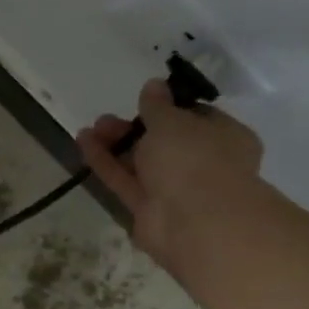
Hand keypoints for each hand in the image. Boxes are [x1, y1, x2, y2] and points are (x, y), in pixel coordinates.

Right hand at [76, 78, 266, 278]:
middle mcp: (203, 163)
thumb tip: (154, 85)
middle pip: (164, 142)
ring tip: (91, 129)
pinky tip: (83, 143)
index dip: (169, 108)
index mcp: (225, 137)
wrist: (196, 223)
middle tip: (107, 119)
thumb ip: (157, 105)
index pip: (197, 117)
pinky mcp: (149, 210)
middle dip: (135, 128)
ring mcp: (176, 189)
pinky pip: (126, 181)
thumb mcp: (172, 121)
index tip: (144, 100)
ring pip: (142, 163)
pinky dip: (106, 163)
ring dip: (117, 145)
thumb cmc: (194, 159)